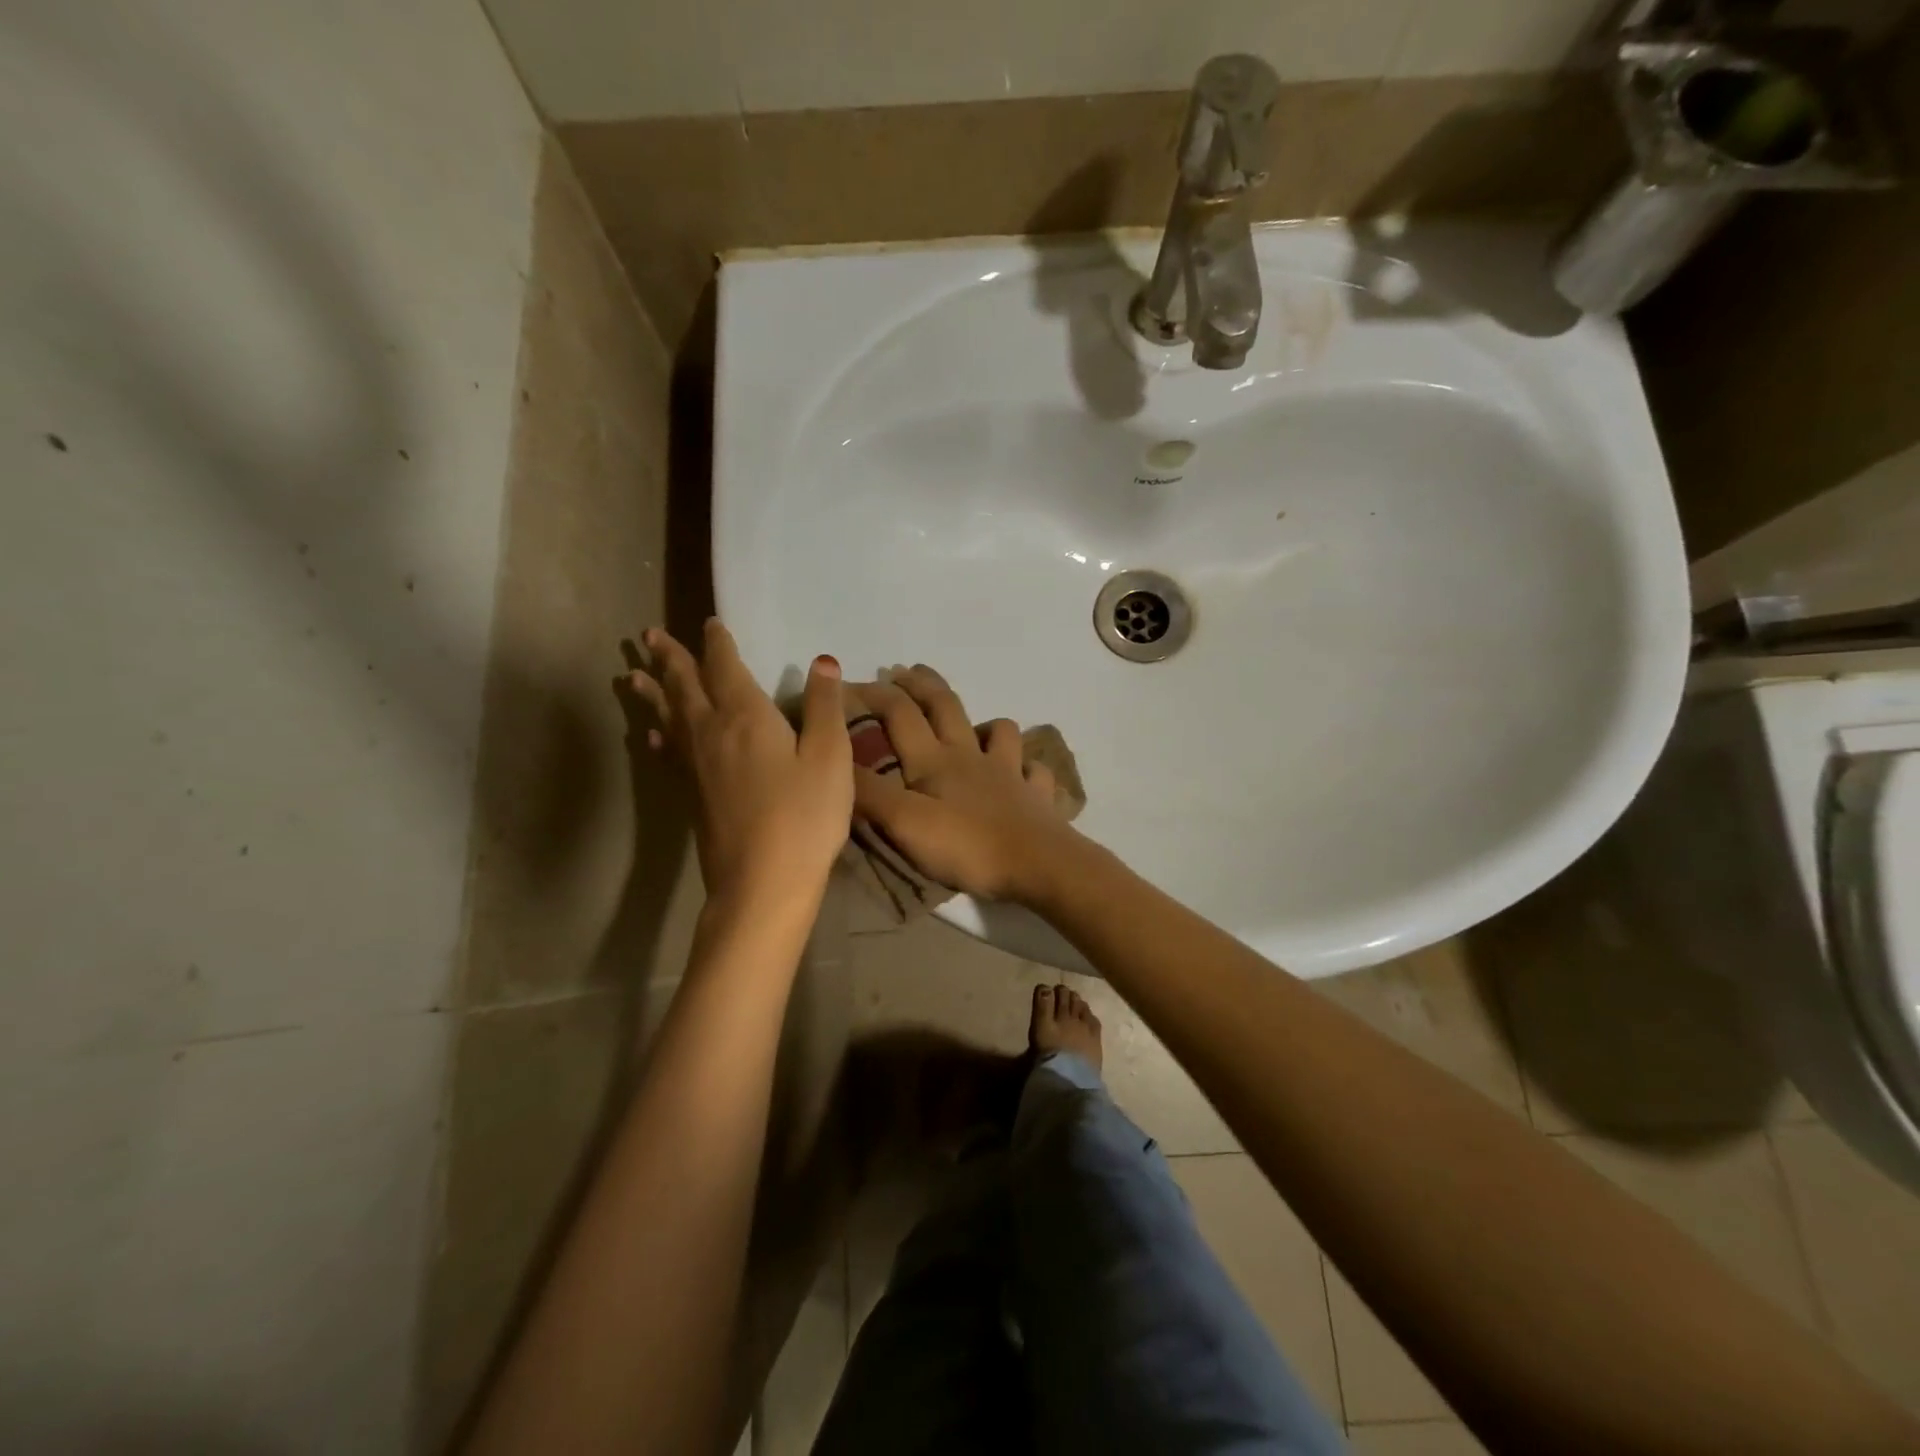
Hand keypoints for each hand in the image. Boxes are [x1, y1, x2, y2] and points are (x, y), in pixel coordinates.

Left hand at [630, 620, 851, 907]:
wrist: (762, 882)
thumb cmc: (805, 816)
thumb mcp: (830, 757)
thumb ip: (825, 706)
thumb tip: (822, 660)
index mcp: (746, 717)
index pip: (725, 667)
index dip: (718, 643)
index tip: (709, 623)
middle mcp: (712, 732)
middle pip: (685, 686)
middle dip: (670, 658)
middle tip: (647, 635)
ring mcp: (696, 766)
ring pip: (669, 717)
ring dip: (653, 692)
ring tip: (632, 674)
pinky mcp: (691, 795)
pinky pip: (669, 753)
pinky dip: (660, 737)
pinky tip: (653, 737)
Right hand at [852, 665, 1081, 902]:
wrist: (1039, 865)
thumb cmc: (968, 845)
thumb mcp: (904, 823)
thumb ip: (868, 794)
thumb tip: (833, 762)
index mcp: (935, 759)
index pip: (899, 713)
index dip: (873, 694)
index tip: (849, 685)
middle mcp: (971, 755)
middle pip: (945, 706)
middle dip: (922, 684)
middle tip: (905, 671)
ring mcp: (1009, 772)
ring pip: (998, 731)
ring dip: (982, 722)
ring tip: (971, 727)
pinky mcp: (1035, 795)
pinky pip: (1033, 770)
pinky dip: (1026, 765)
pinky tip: (1022, 772)